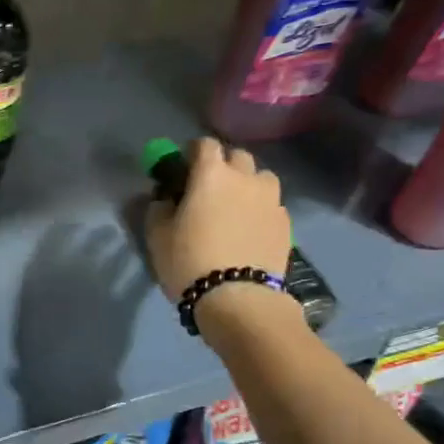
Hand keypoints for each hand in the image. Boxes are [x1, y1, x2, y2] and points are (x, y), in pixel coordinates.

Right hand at [144, 138, 292, 302]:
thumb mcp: (157, 236)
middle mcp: (245, 178)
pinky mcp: (286, 223)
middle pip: (237, 156)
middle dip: (223, 165)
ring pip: (261, 178)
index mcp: (211, 174)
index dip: (192, 152)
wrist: (238, 298)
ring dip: (248, 184)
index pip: (204, 144)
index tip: (184, 168)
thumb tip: (165, 199)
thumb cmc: (189, 261)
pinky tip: (249, 230)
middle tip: (209, 188)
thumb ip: (159, 208)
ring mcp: (271, 199)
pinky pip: (271, 205)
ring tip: (235, 207)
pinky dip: (260, 209)